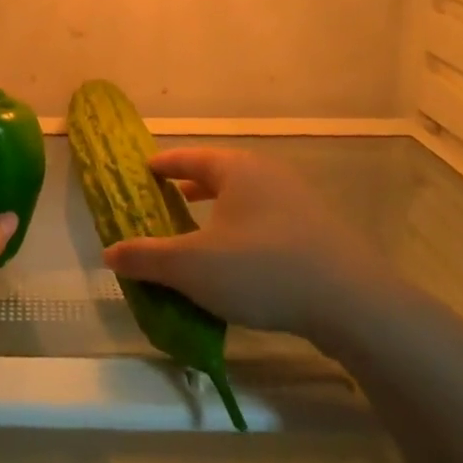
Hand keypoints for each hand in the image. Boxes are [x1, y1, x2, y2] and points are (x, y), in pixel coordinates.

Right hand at [103, 147, 383, 341]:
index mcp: (238, 170)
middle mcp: (270, 176)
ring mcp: (300, 203)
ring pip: (247, 199)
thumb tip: (109, 252)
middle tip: (167, 199)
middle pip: (222, 174)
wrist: (353, 304)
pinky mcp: (320, 233)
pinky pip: (268, 222)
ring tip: (200, 231)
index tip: (144, 170)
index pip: (191, 158)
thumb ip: (146, 257)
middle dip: (192, 187)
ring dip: (220, 212)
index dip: (164, 164)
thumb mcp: (192, 266)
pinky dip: (244, 232)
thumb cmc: (261, 270)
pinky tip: (240, 262)